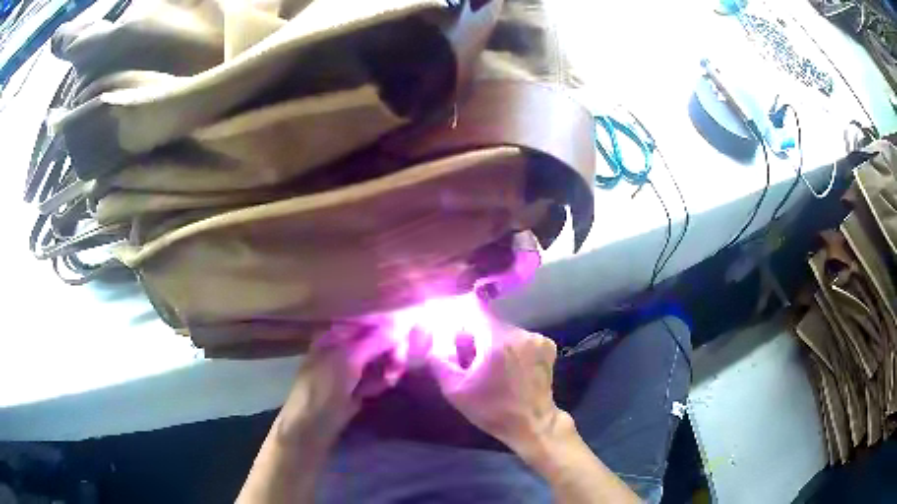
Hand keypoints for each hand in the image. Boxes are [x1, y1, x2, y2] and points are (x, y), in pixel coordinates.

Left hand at [276, 325, 403, 446]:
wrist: (310, 428)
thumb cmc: (323, 389)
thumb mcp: (347, 360)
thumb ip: (373, 341)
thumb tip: (399, 324)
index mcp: (332, 336)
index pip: (364, 323)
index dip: (385, 326)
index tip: (405, 333)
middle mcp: (340, 349)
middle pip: (373, 342)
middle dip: (389, 350)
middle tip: (400, 363)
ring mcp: (346, 371)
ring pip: (376, 362)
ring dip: (387, 367)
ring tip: (391, 378)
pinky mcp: (353, 390)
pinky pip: (373, 380)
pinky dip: (380, 381)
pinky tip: (384, 386)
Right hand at [426, 318, 568, 451]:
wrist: (532, 424)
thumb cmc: (491, 410)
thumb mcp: (455, 390)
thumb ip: (440, 360)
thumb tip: (433, 337)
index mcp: (497, 341)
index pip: (473, 310)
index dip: (460, 324)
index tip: (455, 340)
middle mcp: (520, 333)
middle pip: (489, 323)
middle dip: (476, 338)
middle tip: (471, 363)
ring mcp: (537, 338)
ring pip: (505, 331)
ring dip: (494, 343)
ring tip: (492, 369)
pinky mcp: (548, 345)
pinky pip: (520, 338)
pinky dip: (512, 348)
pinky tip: (511, 368)